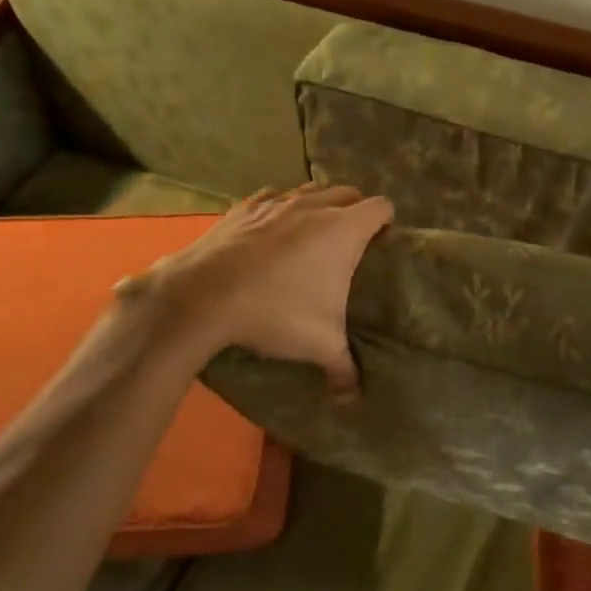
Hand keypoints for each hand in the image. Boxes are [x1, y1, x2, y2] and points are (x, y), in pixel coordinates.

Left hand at [134, 183, 392, 394]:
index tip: (380, 245)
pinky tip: (270, 233)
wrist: (203, 297)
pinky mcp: (244, 207)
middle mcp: (315, 207)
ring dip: (318, 205)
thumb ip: (344, 369)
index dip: (386, 223)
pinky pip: (272, 197)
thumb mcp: (319, 345)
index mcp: (344, 230)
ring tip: (311, 236)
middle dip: (354, 212)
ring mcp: (277, 202)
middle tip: (348, 244)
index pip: (382, 207)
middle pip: (349, 193)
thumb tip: (354, 399)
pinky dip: (278, 209)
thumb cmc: (275, 313)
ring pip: (311, 190)